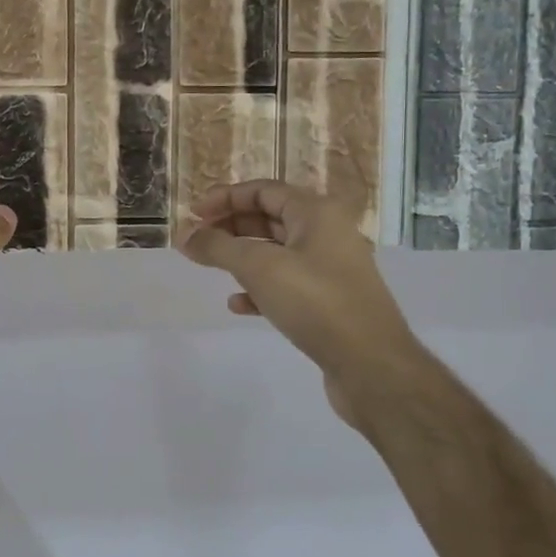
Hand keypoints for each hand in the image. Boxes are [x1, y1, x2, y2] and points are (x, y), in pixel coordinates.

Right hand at [179, 181, 423, 431]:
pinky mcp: (330, 303)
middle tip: (197, 241)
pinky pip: (287, 284)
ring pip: (277, 253)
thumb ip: (218, 247)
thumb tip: (184, 234)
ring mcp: (331, 270)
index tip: (192, 215)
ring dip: (242, 257)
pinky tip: (239, 304)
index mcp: (317, 213)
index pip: (263, 190)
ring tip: (212, 268)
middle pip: (271, 217)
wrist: (372, 366)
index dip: (225, 198)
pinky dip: (260, 288)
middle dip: (231, 226)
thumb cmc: (316, 303)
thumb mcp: (259, 268)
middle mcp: (328, 234)